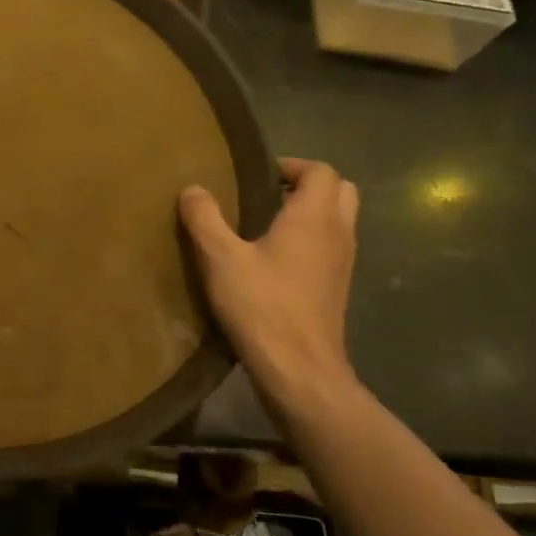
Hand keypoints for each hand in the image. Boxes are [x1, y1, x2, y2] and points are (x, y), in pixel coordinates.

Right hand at [180, 157, 359, 416]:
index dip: (291, 166)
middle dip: (306, 185)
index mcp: (314, 217)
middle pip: (339, 191)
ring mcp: (343, 263)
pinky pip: (331, 247)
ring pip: (338, 220)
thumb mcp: (220, 258)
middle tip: (265, 195)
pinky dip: (310, 241)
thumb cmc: (261, 305)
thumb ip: (204, 218)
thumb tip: (192, 188)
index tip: (255, 176)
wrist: (299, 369)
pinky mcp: (337, 289)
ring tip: (264, 225)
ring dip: (310, 214)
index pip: (321, 171)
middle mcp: (338, 233)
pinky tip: (273, 261)